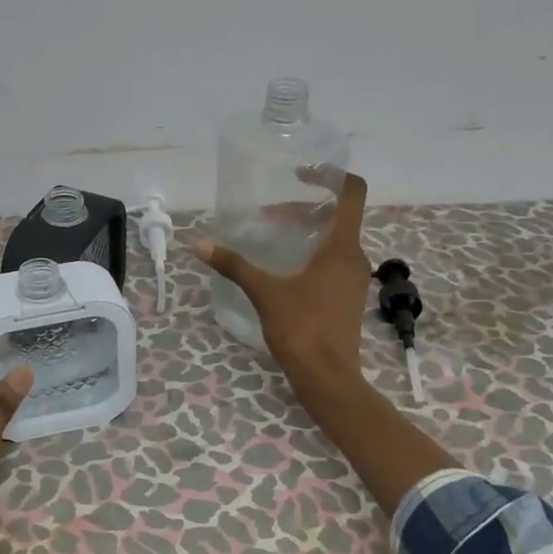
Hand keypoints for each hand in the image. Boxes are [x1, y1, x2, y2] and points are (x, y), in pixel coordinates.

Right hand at [193, 174, 458, 514]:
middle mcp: (355, 257)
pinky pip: (332, 262)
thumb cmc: (302, 328)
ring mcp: (354, 280)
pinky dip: (311, 255)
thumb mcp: (265, 292)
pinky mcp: (347, 298)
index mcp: (342, 247)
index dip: (329, 175)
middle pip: (336, 217)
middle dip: (302, 210)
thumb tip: (197, 242)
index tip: (299, 174)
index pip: (351, 192)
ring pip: (334, 241)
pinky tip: (283, 270)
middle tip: (268, 216)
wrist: (328, 378)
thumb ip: (234, 264)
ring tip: (271, 240)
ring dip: (305, 234)